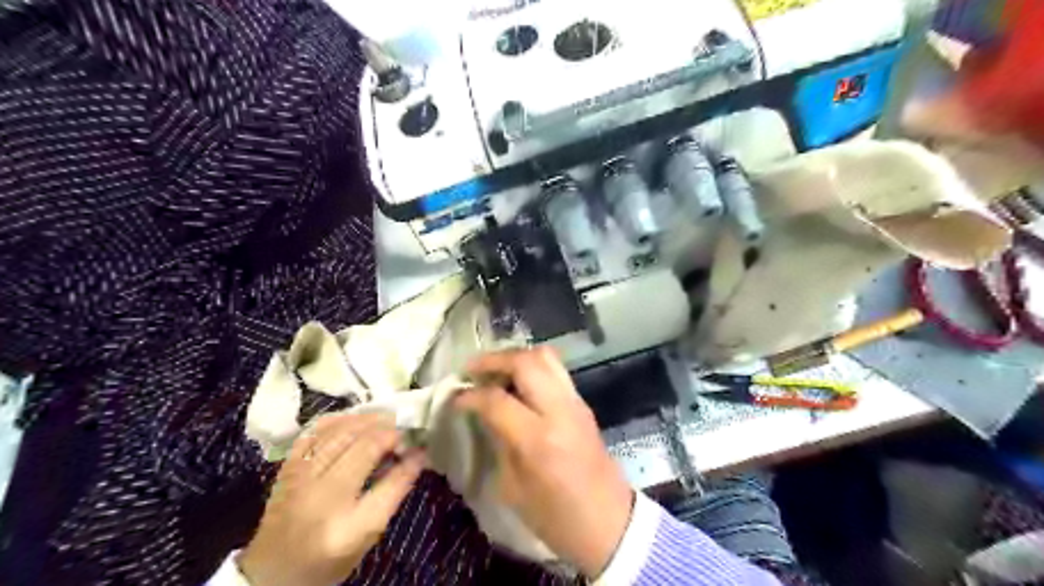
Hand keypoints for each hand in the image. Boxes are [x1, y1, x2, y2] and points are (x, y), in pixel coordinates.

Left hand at [237, 411, 422, 584]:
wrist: (272, 572)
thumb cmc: (328, 558)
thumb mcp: (367, 535)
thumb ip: (394, 492)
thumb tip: (418, 455)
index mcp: (347, 526)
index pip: (389, 483)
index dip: (409, 459)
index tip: (420, 448)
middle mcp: (321, 497)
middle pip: (363, 447)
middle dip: (389, 431)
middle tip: (404, 431)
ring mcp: (299, 478)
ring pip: (340, 432)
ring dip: (368, 421)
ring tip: (385, 421)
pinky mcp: (286, 467)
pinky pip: (315, 431)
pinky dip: (339, 420)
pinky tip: (354, 421)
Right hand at [457, 349, 636, 575]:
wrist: (609, 523)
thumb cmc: (556, 517)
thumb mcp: (513, 489)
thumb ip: (498, 442)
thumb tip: (482, 413)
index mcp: (538, 439)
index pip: (497, 399)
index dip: (470, 395)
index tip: (455, 398)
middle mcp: (559, 411)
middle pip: (525, 362)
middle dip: (494, 360)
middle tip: (472, 370)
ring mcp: (575, 403)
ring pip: (545, 357)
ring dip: (515, 358)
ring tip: (495, 371)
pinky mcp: (583, 404)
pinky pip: (555, 370)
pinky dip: (532, 368)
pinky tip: (517, 384)